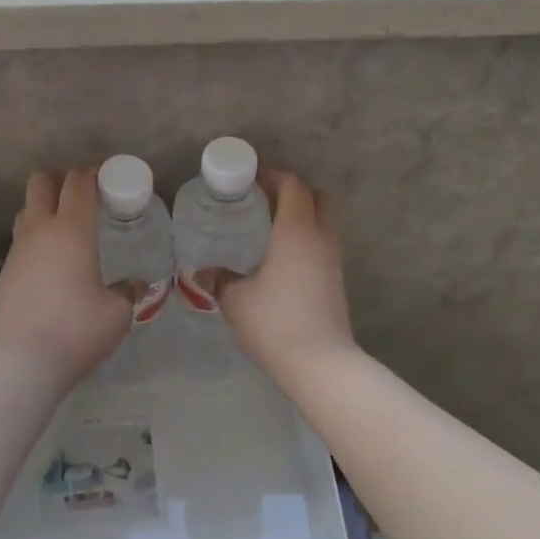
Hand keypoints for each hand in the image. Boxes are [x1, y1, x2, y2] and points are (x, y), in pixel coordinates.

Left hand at [0, 168, 130, 385]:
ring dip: (44, 209)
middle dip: (61, 181)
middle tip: (82, 199)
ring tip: (65, 232)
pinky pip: (20, 241)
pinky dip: (35, 240)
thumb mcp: (116, 313)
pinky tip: (50, 265)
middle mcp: (40, 230)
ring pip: (26, 210)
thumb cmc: (76, 330)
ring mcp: (17, 250)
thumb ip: (127, 292)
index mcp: (72, 230)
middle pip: (41, 182)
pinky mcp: (4, 272)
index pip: (78, 182)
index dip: (93, 171)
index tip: (106, 174)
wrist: (21, 362)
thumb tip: (133, 286)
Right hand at [211, 168, 354, 375]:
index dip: (272, 174)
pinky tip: (281, 255)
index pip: (292, 185)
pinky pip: (323, 242)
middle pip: (316, 196)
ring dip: (302, 213)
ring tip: (269, 225)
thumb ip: (219, 279)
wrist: (321, 364)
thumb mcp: (236, 299)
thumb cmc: (275, 322)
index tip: (249, 177)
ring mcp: (333, 259)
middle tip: (262, 198)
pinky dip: (306, 236)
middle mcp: (320, 237)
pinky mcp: (336, 279)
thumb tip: (203, 270)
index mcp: (297, 230)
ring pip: (324, 220)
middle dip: (292, 190)